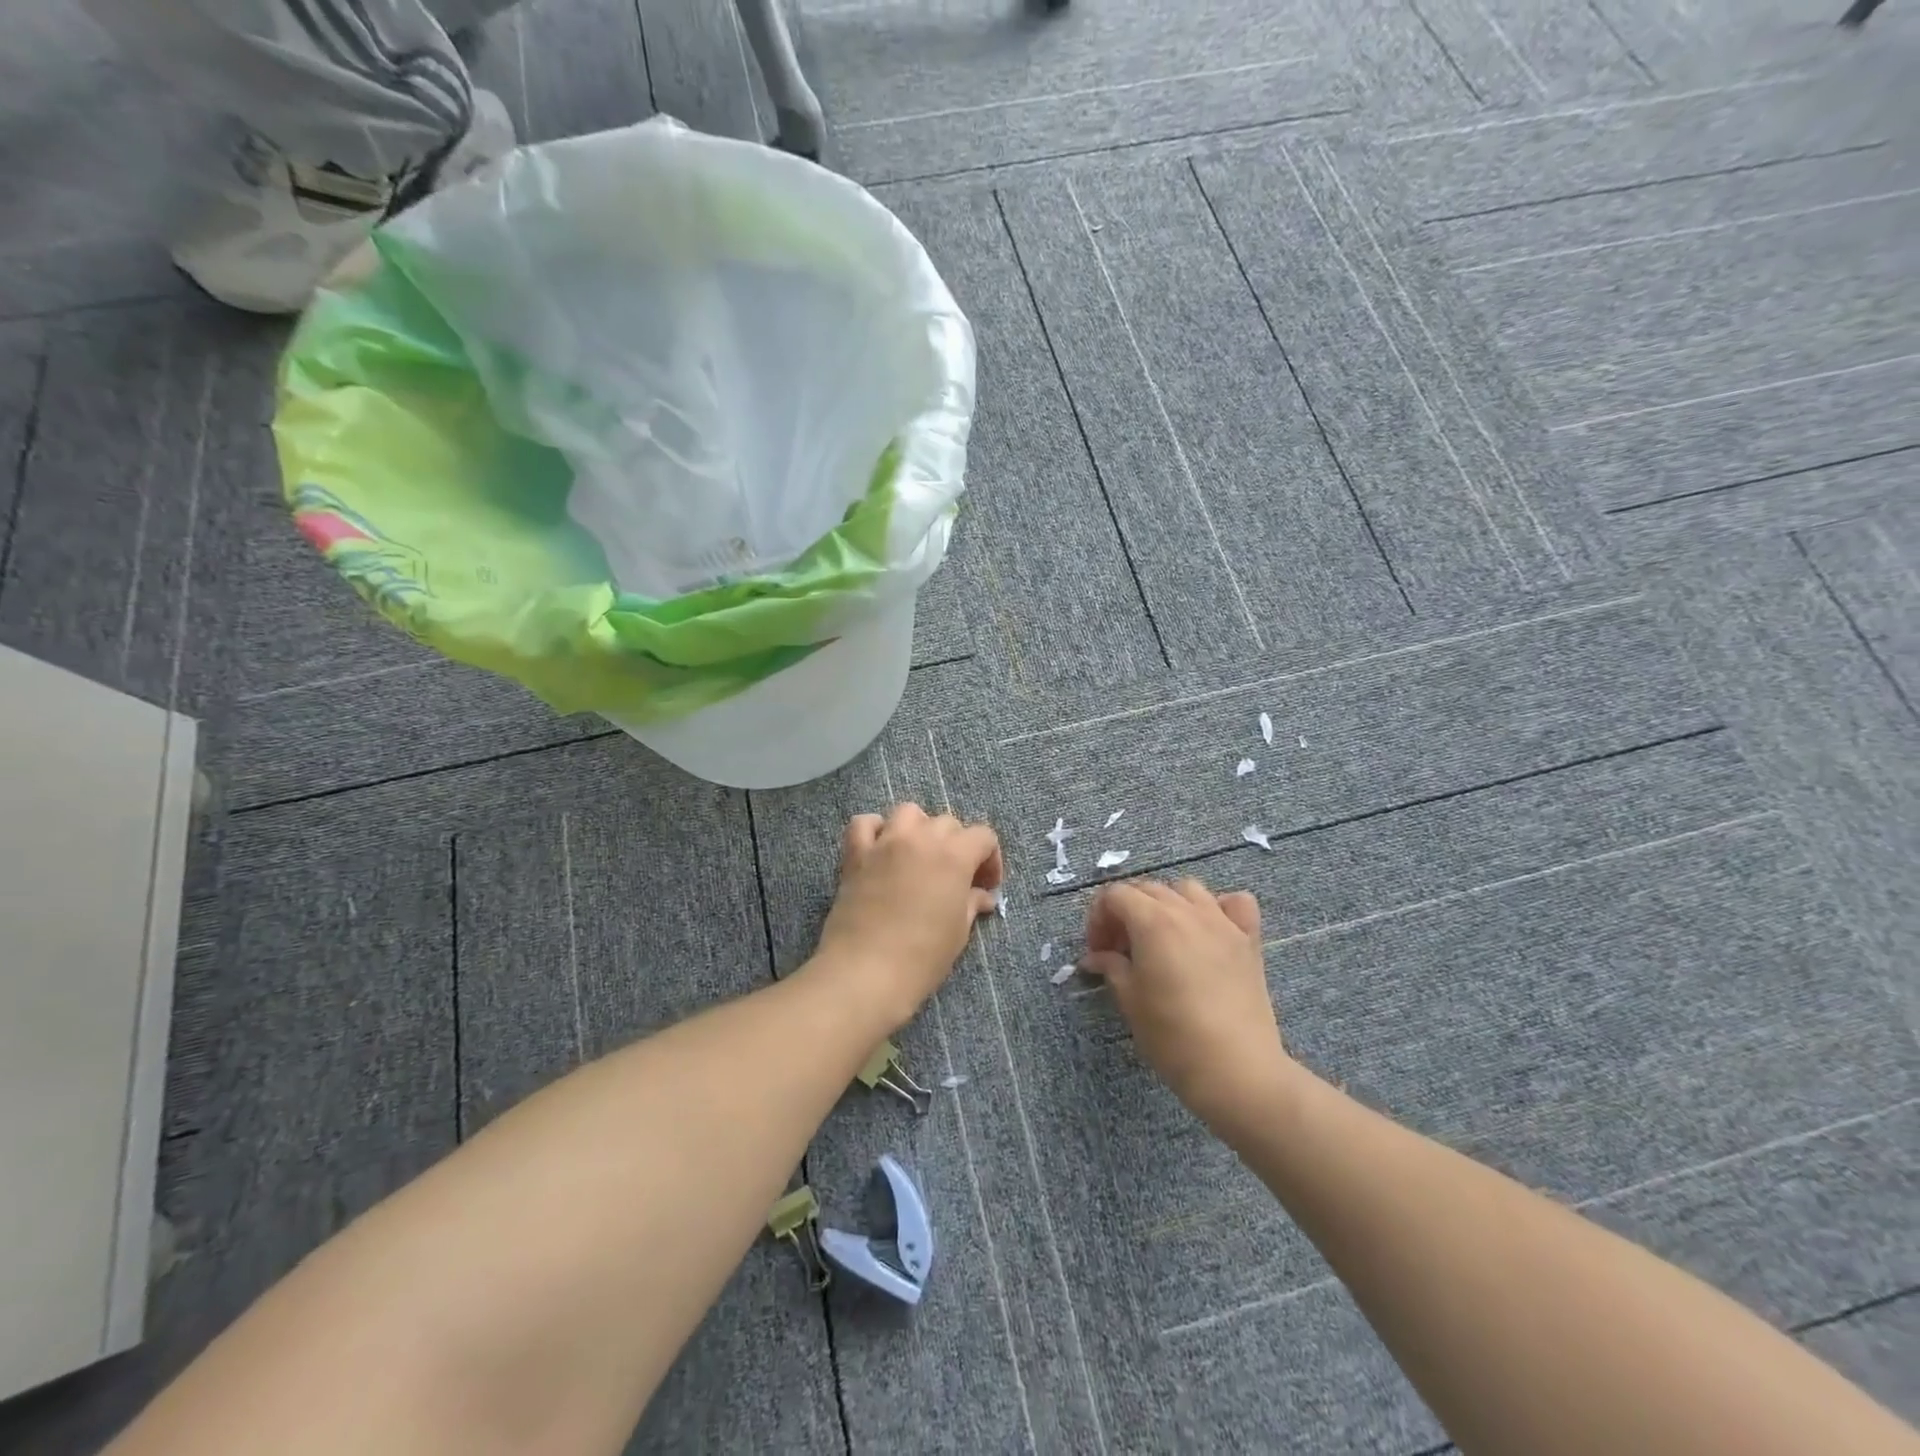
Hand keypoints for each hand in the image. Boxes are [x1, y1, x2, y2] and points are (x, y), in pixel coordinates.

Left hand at [811, 803, 1003, 1030]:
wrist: (866, 971)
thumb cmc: (922, 956)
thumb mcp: (958, 932)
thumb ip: (971, 904)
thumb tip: (982, 896)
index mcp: (954, 856)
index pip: (983, 836)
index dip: (990, 859)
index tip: (985, 886)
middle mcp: (921, 839)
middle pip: (947, 823)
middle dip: (957, 845)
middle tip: (955, 878)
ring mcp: (885, 842)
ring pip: (908, 813)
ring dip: (919, 828)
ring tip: (918, 855)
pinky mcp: (855, 854)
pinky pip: (863, 824)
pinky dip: (874, 830)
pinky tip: (880, 850)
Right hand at [1081, 879, 1295, 1129]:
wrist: (1237, 1070)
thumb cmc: (1173, 1037)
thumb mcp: (1130, 1001)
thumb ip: (1111, 967)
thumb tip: (1095, 957)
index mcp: (1153, 922)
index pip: (1115, 895)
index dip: (1098, 918)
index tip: (1097, 951)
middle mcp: (1187, 911)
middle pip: (1147, 889)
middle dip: (1126, 912)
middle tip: (1120, 951)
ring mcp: (1222, 922)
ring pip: (1187, 890)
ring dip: (1167, 904)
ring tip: (1161, 936)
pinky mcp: (1249, 940)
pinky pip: (1235, 903)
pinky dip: (1219, 907)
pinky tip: (1210, 930)